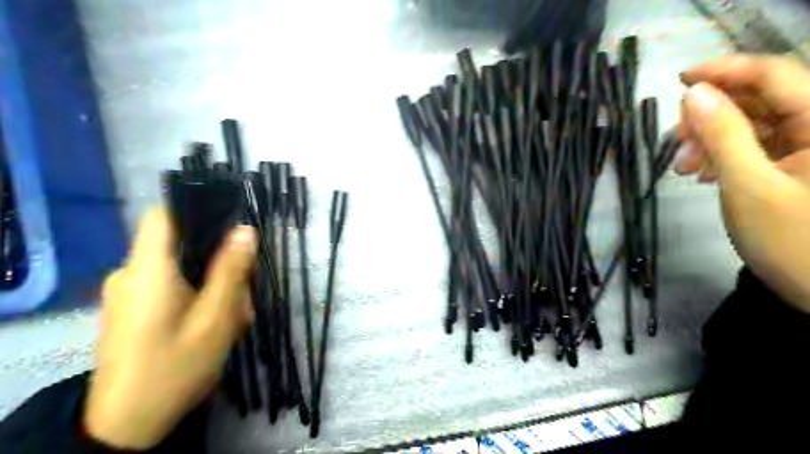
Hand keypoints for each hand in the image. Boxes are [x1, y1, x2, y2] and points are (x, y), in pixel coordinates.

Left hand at [83, 208, 255, 447]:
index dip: (197, 211)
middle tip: (243, 297)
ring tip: (232, 319)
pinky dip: (197, 298)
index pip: (163, 215)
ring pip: (182, 270)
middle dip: (219, 264)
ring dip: (212, 286)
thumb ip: (231, 271)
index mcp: (147, 270)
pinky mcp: (131, 310)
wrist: (127, 427)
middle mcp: (130, 274)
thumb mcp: (215, 319)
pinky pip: (170, 288)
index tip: (230, 228)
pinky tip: (213, 326)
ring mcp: (127, 294)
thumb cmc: (175, 368)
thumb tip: (246, 230)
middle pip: (182, 246)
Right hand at [679, 53, 809, 310]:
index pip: (775, 74)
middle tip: (675, 139)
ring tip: (684, 166)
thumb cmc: (792, 240)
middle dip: (710, 114)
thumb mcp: (748, 184)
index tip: (680, 79)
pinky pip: (754, 145)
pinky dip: (723, 154)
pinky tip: (702, 173)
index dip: (726, 70)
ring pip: (752, 122)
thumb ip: (723, 135)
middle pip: (761, 97)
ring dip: (711, 138)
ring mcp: (809, 146)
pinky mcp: (796, 164)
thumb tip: (694, 94)